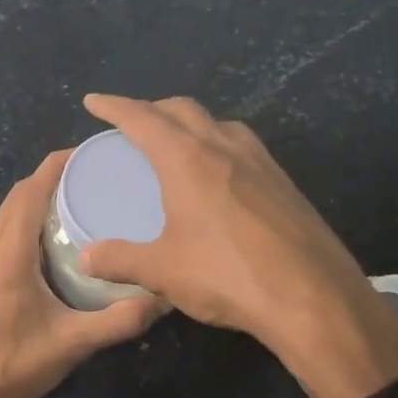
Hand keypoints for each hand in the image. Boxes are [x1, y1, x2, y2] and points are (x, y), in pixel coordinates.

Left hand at [0, 151, 166, 397]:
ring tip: (68, 208)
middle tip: (86, 180)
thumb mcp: (74, 343)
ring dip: (29, 206)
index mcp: (8, 256)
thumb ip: (119, 321)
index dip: (53, 168)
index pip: (28, 194)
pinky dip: (18, 229)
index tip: (83, 154)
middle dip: (46, 182)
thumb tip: (164, 299)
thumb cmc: (16, 366)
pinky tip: (41, 249)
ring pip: (0, 221)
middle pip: (13, 201)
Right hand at [77, 95, 397, 397]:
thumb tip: (85, 258)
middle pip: (182, 109)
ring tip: (176, 144)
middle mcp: (224, 147)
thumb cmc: (227, 276)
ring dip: (191, 123)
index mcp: (187, 159)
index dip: (114, 107)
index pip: (142, 119)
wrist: (312, 296)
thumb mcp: (162, 271)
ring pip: (218, 123)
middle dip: (153, 109)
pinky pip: (243, 146)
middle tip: (132, 124)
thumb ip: (119, 259)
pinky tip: (219, 176)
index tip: (93, 102)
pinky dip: (218, 144)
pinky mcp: (284, 183)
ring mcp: (261, 162)